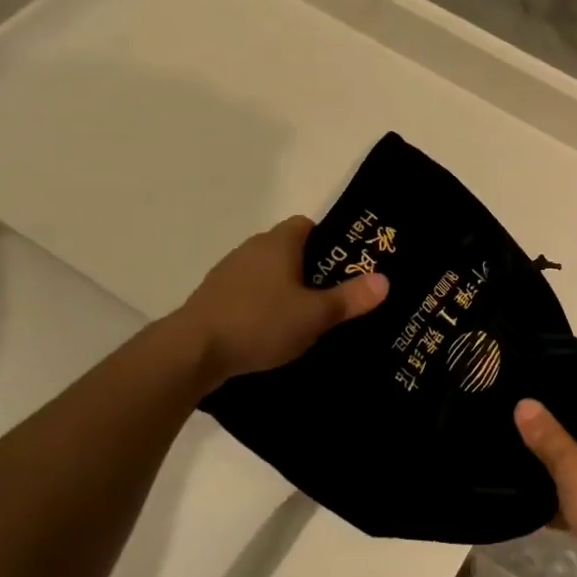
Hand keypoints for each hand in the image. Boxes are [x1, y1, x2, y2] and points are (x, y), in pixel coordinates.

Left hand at [175, 216, 387, 383]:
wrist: (191, 351)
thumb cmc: (259, 323)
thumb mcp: (314, 315)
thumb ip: (350, 299)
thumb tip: (385, 281)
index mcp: (278, 243)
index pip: (307, 225)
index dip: (328, 240)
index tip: (344, 265)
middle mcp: (251, 249)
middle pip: (287, 249)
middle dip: (310, 268)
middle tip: (333, 295)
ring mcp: (227, 273)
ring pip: (266, 273)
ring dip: (283, 289)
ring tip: (304, 318)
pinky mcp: (212, 299)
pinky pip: (247, 294)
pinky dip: (261, 306)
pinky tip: (270, 332)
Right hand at [513, 381, 576, 576]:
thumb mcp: (573, 467)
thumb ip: (548, 436)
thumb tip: (524, 402)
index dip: (561, 387)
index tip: (527, 389)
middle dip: (553, 428)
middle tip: (512, 426)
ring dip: (558, 465)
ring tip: (515, 462)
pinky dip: (567, 498)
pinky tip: (533, 506)